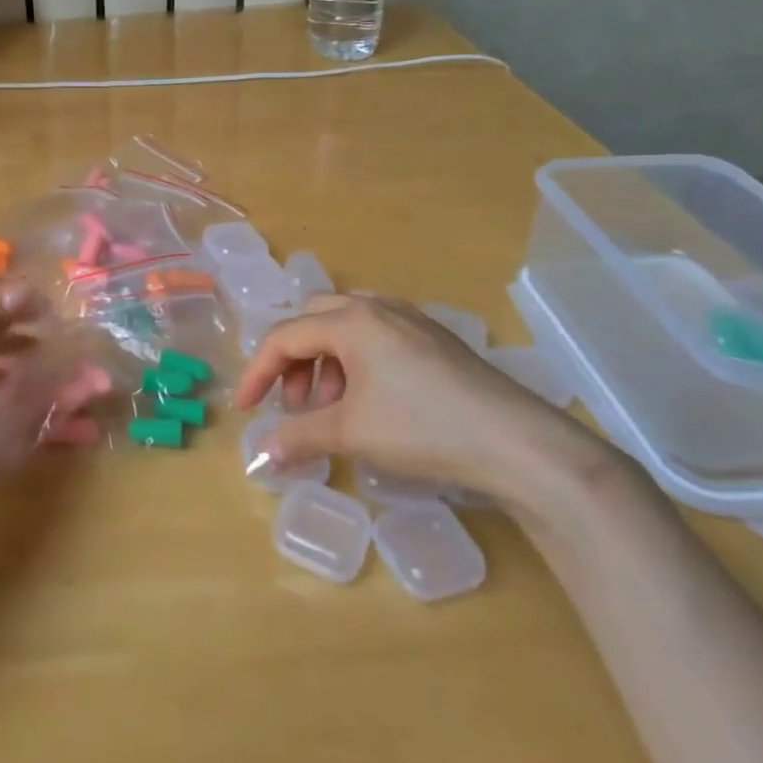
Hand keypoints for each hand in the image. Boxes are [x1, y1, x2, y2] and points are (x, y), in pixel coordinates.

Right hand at [233, 293, 611, 511]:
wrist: (516, 442)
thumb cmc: (422, 428)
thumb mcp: (352, 433)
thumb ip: (300, 436)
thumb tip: (262, 454)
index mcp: (351, 321)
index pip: (285, 337)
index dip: (258, 372)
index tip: (246, 409)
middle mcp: (377, 308)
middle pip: (313, 319)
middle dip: (294, 360)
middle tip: (296, 403)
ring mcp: (410, 320)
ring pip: (346, 325)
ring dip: (326, 361)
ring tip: (333, 407)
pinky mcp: (435, 338)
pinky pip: (377, 336)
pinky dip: (356, 361)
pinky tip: (371, 400)